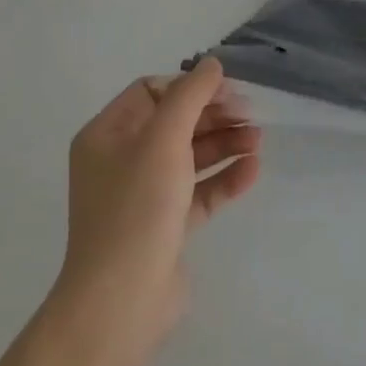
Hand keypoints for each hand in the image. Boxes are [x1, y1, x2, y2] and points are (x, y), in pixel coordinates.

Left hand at [52, 58, 261, 358]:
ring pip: (189, 157)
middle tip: (251, 115)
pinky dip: (223, 179)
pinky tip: (252, 171)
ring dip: (224, 144)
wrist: (121, 302)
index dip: (190, 87)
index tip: (227, 92)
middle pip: (174, 123)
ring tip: (258, 140)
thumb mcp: (163, 139)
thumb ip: (190, 96)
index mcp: (106, 135)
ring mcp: (142, 196)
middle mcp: (120, 161)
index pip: (151, 92)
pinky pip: (198, 192)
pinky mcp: (164, 226)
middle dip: (213, 116)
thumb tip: (212, 63)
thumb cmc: (137, 208)